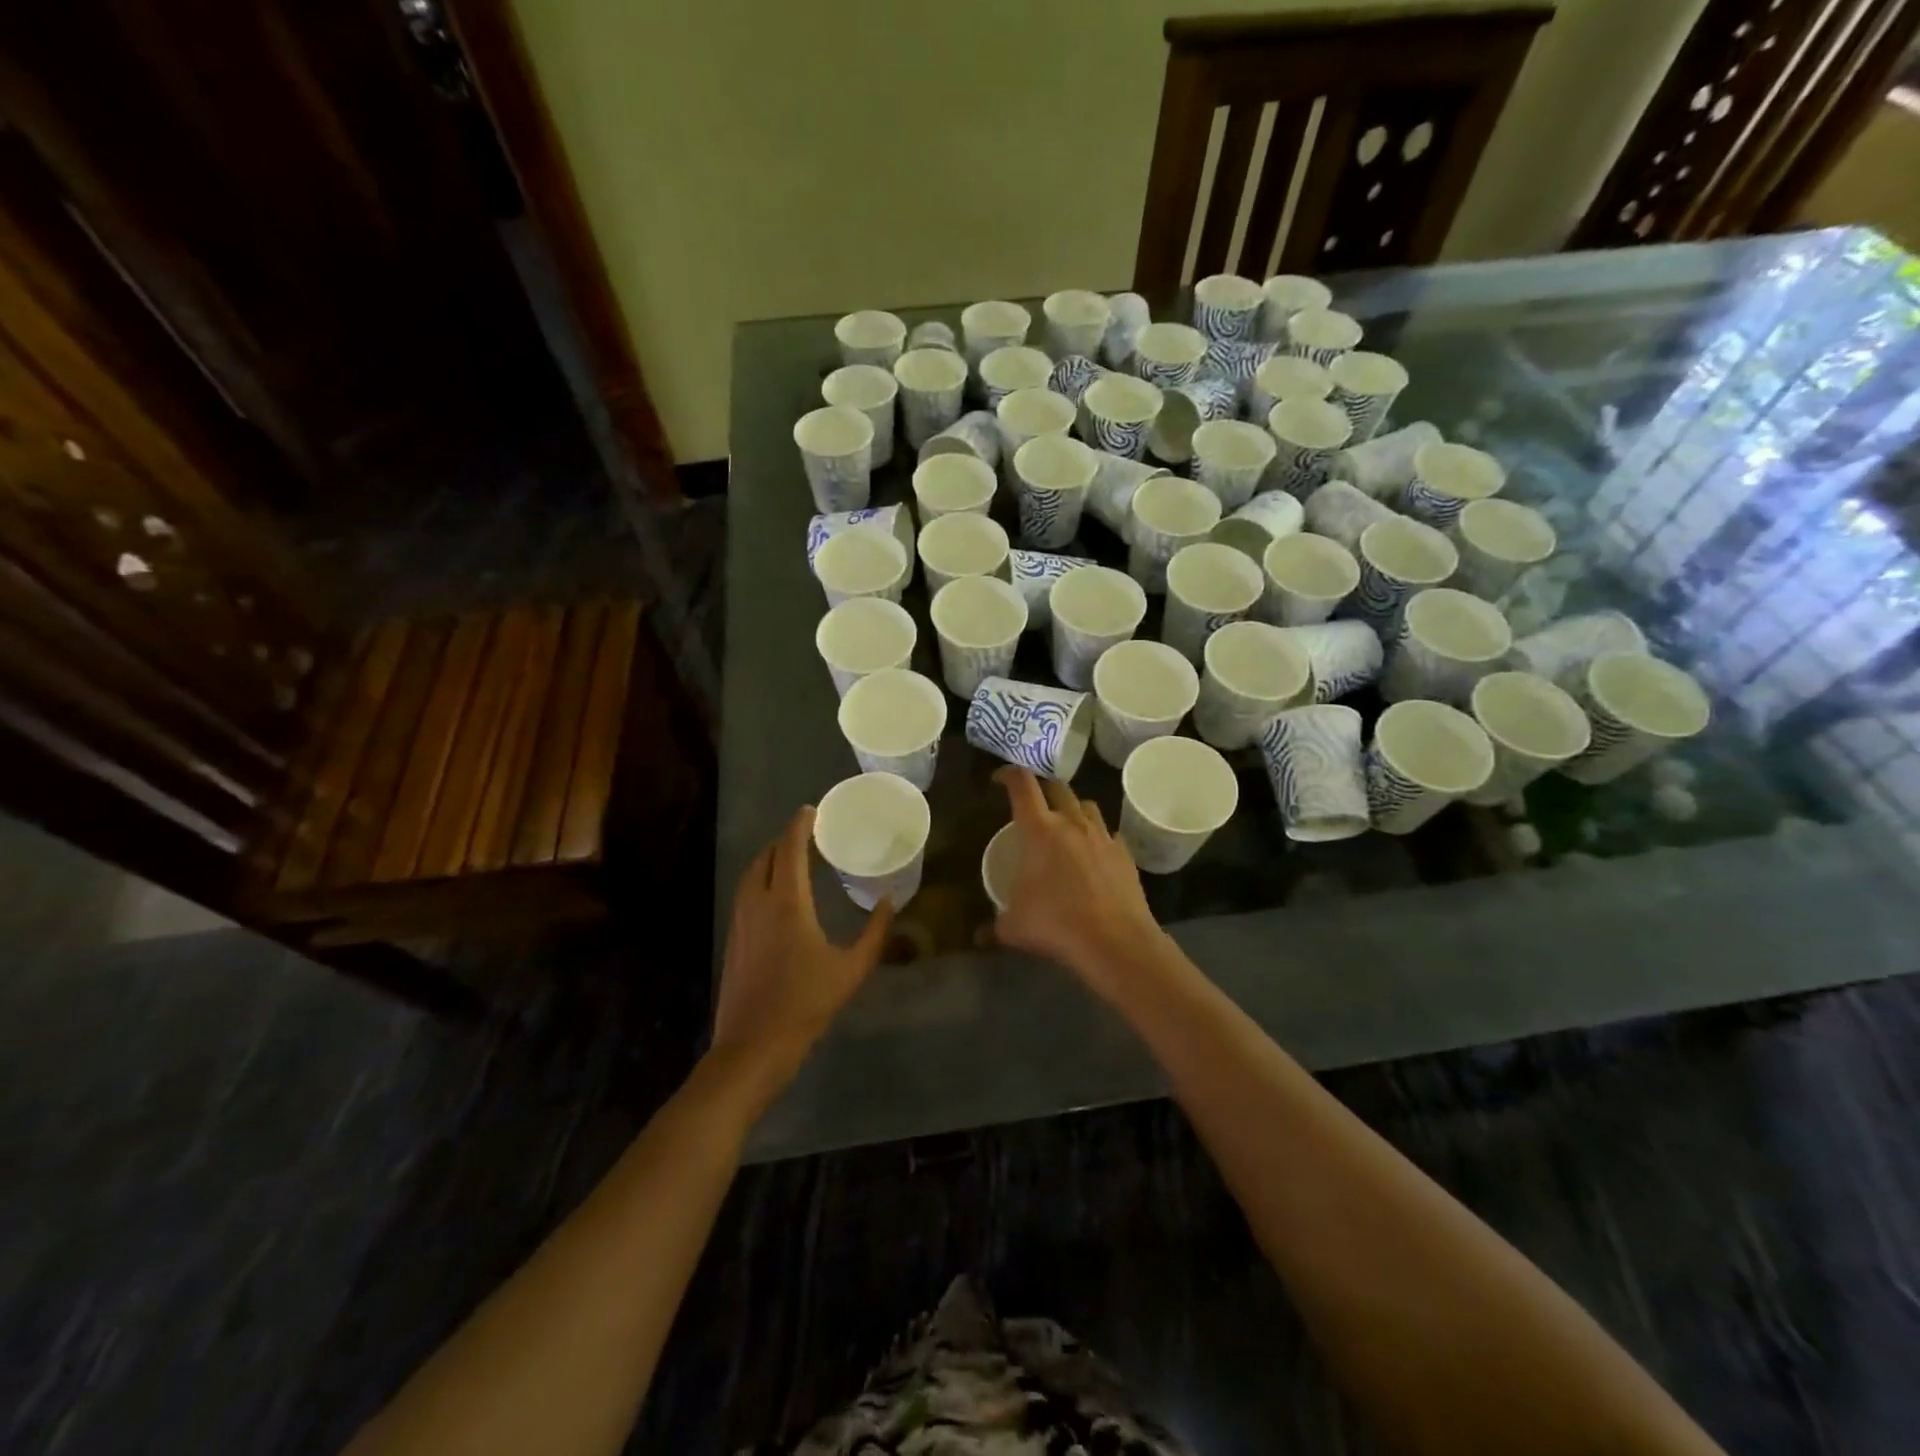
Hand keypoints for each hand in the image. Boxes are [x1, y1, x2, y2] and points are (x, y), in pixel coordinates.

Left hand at [711, 806, 891, 1098]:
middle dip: (784, 839)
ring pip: (751, 874)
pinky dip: (760, 879)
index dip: (799, 825)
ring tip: (792, 858)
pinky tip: (777, 895)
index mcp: (787, 903)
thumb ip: (875, 934)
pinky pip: (745, 893)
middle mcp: (758, 903)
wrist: (754, 1046)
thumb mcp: (852, 970)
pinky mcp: (733, 939)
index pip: (789, 849)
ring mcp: (740, 921)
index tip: (812, 810)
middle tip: (808, 834)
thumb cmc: (806, 1004)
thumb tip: (890, 903)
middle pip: (766, 856)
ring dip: (770, 858)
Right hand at [992, 767, 1169, 1000]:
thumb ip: (995, 925)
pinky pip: (1109, 834)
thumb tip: (980, 935)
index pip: (1022, 784)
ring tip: (1065, 826)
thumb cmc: (1055, 924)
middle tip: (1033, 805)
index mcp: (1039, 829)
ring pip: (1087, 805)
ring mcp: (1102, 836)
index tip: (999, 780)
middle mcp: (1071, 822)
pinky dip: (1098, 837)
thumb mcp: (1014, 927)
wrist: (1115, 941)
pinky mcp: (1125, 853)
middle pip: (1057, 787)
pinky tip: (1094, 855)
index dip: (1008, 774)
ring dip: (1073, 809)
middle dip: (1043, 788)